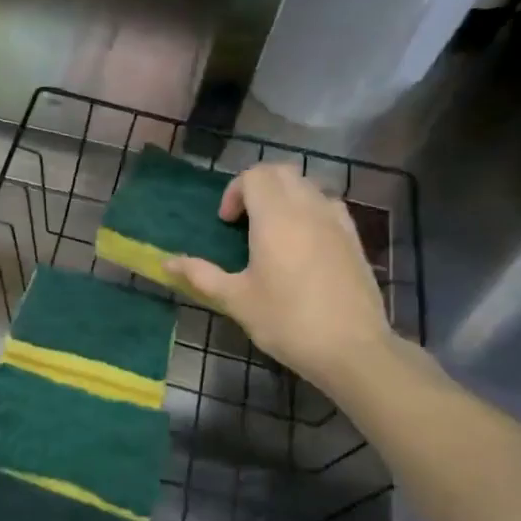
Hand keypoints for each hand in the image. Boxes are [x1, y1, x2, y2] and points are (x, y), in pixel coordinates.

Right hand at [165, 161, 392, 388]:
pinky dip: (309, 210)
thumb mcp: (236, 300)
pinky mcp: (354, 238)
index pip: (255, 175)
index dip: (234, 191)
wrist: (352, 349)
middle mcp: (308, 209)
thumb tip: (166, 262)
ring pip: (307, 185)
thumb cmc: (286, 321)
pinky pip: (328, 205)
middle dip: (257, 186)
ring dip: (284, 196)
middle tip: (243, 219)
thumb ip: (201, 275)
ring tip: (271, 230)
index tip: (226, 223)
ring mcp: (336, 221)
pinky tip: (302, 243)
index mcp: (276, 218)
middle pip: (282, 172)